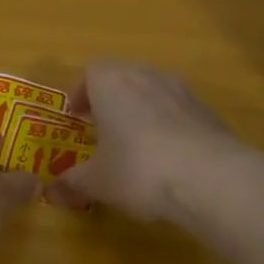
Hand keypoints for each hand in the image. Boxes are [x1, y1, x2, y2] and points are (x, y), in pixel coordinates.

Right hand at [50, 62, 239, 220]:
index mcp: (111, 82)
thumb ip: (72, 182)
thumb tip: (52, 191)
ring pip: (152, 92)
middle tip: (102, 131)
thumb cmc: (138, 170)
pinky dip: (168, 126)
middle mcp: (146, 75)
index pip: (91, 72)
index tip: (77, 119)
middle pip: (123, 78)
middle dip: (110, 101)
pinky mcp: (207, 110)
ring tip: (135, 146)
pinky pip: (178, 111)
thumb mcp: (97, 182)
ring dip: (140, 111)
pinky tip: (168, 159)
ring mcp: (181, 90)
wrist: (210, 177)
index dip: (81, 94)